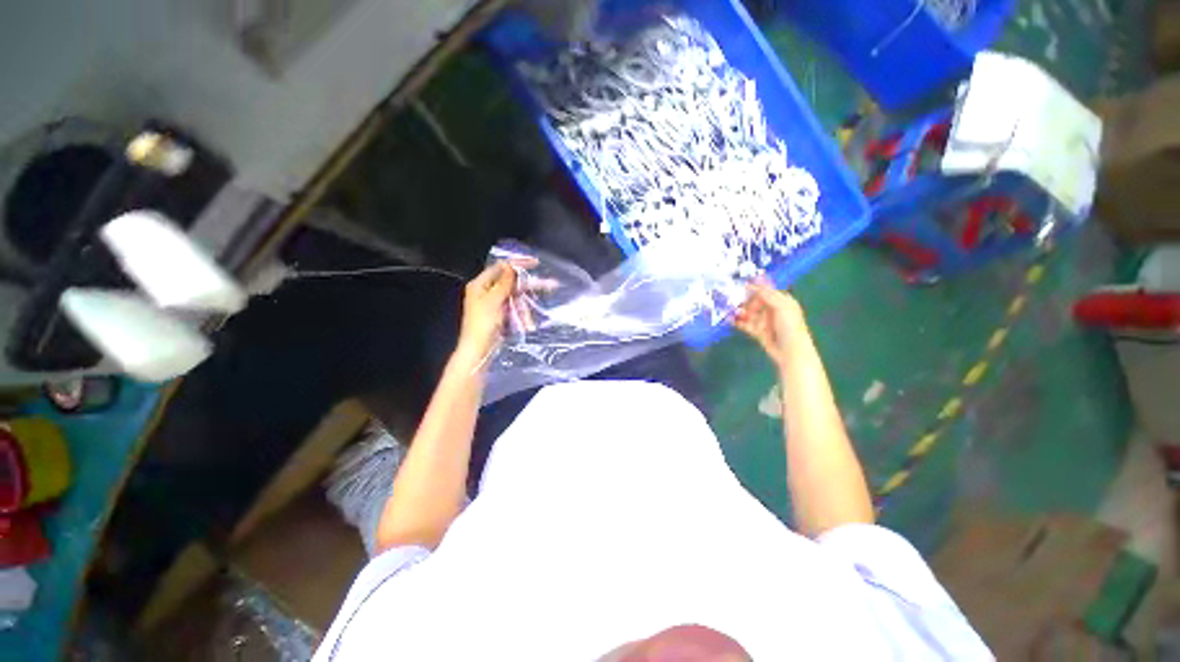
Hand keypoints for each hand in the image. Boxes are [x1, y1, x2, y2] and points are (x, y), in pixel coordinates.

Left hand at [453, 259, 535, 370]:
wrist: (479, 350)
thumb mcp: (493, 301)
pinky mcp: (501, 314)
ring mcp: (495, 304)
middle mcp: (487, 291)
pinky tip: (526, 322)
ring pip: (516, 297)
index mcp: (480, 285)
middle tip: (550, 284)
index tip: (535, 263)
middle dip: (528, 285)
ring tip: (531, 315)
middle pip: (511, 282)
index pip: (500, 268)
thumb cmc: (482, 324)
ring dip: (525, 304)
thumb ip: (504, 283)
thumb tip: (511, 266)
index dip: (517, 264)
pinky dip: (522, 313)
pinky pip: (515, 308)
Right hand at [733, 277, 805, 371]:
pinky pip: (745, 324)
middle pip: (755, 302)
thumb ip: (767, 295)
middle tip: (736, 302)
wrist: (790, 351)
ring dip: (740, 312)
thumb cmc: (790, 326)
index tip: (741, 287)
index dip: (754, 289)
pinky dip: (737, 322)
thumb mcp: (782, 307)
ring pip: (749, 313)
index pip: (765, 291)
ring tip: (731, 312)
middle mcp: (772, 310)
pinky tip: (730, 320)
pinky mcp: (757, 331)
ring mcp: (764, 321)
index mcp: (782, 301)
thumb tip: (753, 285)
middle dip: (745, 302)